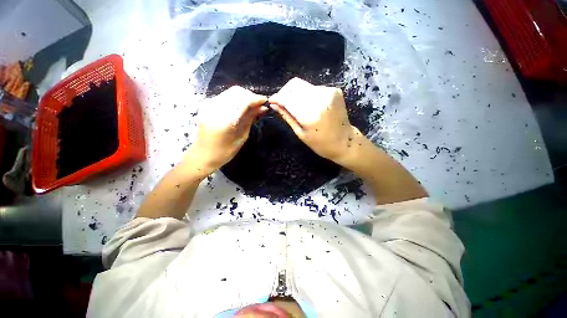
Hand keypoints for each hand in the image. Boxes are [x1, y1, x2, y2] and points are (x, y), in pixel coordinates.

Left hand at [186, 86, 266, 175]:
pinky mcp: (206, 105)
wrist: (202, 155)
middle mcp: (215, 109)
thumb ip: (250, 118)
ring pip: (231, 92)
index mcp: (225, 121)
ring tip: (252, 106)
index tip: (266, 101)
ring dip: (244, 96)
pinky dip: (236, 99)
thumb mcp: (241, 137)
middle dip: (251, 96)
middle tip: (259, 105)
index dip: (257, 99)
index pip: (244, 101)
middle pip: (237, 92)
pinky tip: (241, 107)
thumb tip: (263, 107)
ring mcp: (209, 105)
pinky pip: (225, 96)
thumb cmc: (224, 152)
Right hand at [269, 77, 357, 162]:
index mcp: (310, 115)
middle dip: (285, 93)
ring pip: (303, 86)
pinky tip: (309, 105)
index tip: (271, 100)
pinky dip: (307, 95)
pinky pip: (314, 88)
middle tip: (282, 102)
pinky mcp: (334, 90)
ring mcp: (329, 92)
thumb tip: (274, 104)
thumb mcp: (300, 133)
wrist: (344, 141)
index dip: (277, 98)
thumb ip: (287, 116)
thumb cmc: (320, 143)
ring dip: (296, 94)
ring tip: (296, 106)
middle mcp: (320, 99)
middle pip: (294, 86)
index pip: (288, 98)